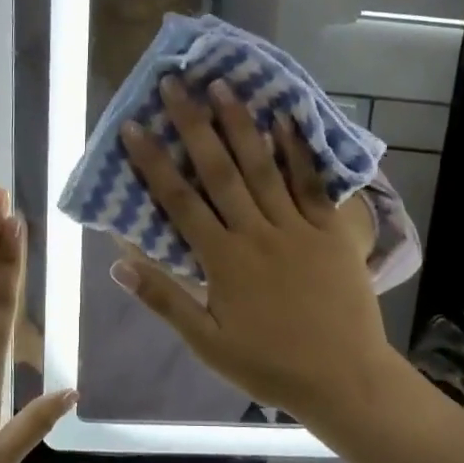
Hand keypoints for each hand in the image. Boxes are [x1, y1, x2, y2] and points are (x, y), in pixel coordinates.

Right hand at [111, 77, 396, 420]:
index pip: (180, 201)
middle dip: (194, 125)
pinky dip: (298, 151)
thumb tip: (119, 261)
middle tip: (176, 84)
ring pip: (263, 168)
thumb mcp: (207, 342)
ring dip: (241, 125)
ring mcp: (297, 228)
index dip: (154, 162)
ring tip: (222, 86)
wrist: (344, 378)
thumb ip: (165, 299)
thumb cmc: (269, 364)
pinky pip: (312, 184)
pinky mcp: (332, 231)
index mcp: (223, 260)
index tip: (135, 127)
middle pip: (219, 171)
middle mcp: (256, 233)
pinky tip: (286, 119)